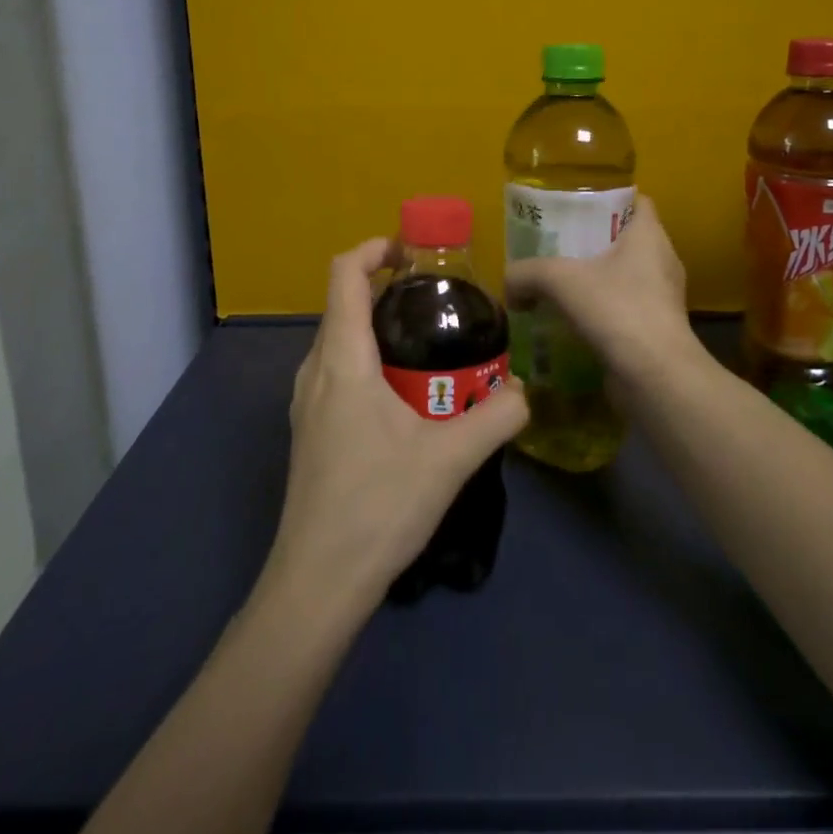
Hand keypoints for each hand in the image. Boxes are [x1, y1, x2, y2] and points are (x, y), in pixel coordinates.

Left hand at [266, 238, 528, 610]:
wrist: (317, 583)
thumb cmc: (378, 506)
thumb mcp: (450, 458)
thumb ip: (497, 416)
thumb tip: (526, 390)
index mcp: (342, 360)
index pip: (343, 274)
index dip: (374, 249)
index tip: (413, 253)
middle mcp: (314, 370)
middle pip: (343, 304)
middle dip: (388, 290)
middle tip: (439, 303)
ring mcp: (306, 403)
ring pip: (340, 340)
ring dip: (379, 327)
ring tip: (429, 345)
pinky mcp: (310, 430)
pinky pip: (337, 371)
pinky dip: (369, 359)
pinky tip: (406, 396)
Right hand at [502, 196, 695, 378]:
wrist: (655, 377)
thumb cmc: (617, 309)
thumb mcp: (560, 280)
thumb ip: (527, 273)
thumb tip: (509, 285)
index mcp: (649, 235)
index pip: (636, 200)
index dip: (609, 197)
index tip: (577, 205)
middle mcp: (662, 261)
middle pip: (626, 239)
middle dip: (592, 241)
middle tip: (556, 245)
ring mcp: (663, 298)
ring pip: (625, 277)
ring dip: (595, 281)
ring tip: (559, 286)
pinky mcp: (657, 331)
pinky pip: (625, 310)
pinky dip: (601, 313)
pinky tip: (572, 322)